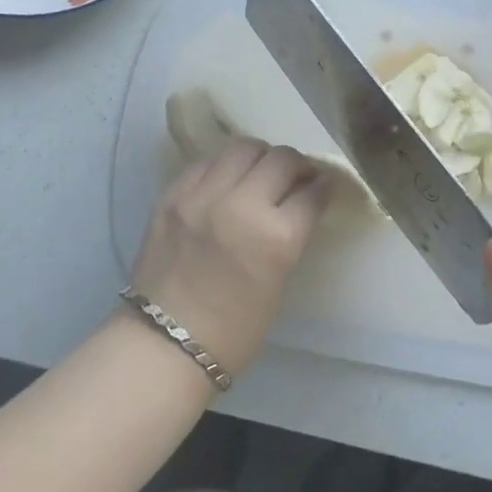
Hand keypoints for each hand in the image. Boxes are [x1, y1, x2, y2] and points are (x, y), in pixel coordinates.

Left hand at [132, 139, 329, 376]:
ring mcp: (202, 195)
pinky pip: (207, 161)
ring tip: (260, 173)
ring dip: (260, 157)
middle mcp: (241, 205)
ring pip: (243, 147)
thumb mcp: (279, 280)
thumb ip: (291, 233)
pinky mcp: (173, 193)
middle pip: (281, 159)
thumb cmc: (234, 329)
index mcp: (276, 237)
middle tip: (296, 177)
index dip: (325, 184)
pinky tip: (226, 181)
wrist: (165, 344)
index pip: (312, 192)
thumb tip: (303, 199)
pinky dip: (224, 166)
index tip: (326, 183)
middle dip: (296, 165)